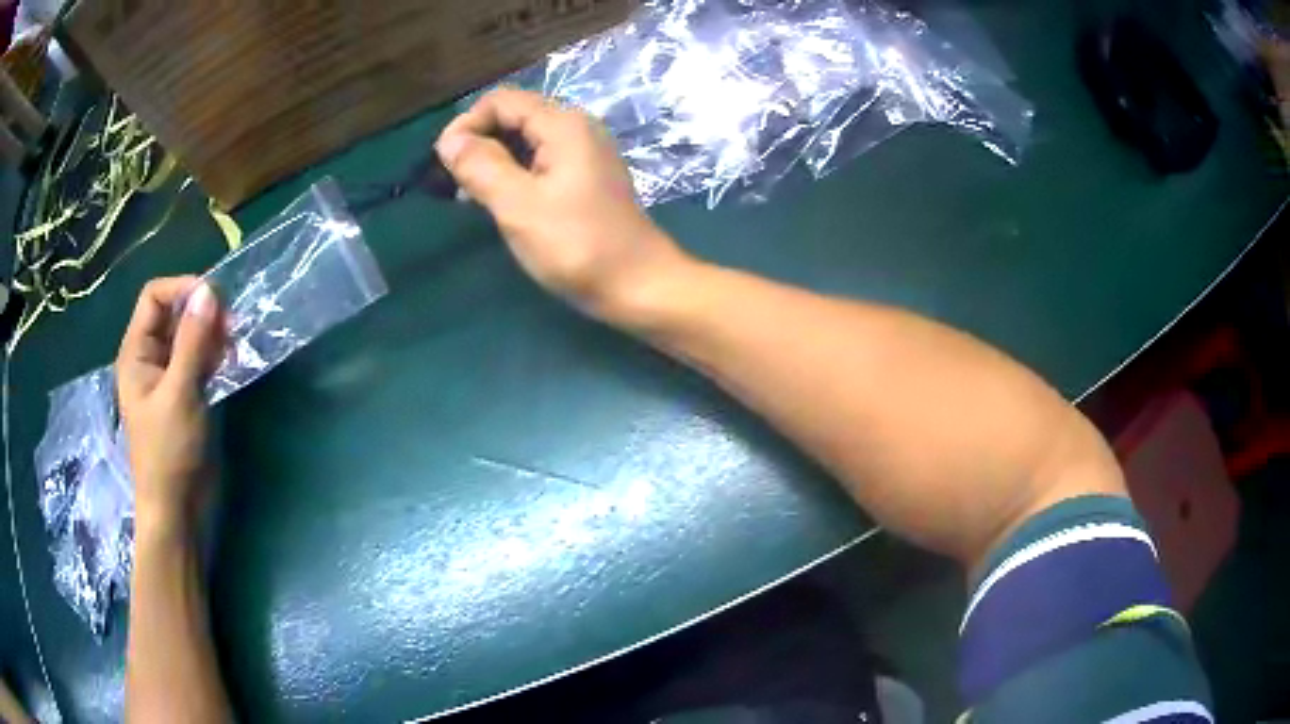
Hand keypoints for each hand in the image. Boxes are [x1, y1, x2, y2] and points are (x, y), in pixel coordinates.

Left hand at [115, 277, 225, 534]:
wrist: (178, 511)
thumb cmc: (169, 454)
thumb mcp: (179, 395)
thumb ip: (193, 342)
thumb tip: (209, 290)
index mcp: (137, 353)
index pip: (155, 297)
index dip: (182, 288)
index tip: (214, 299)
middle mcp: (150, 358)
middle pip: (174, 313)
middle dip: (201, 311)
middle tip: (232, 325)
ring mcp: (169, 377)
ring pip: (189, 336)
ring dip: (212, 332)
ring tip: (235, 343)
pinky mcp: (186, 395)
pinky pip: (199, 360)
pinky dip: (215, 354)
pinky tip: (231, 361)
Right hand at [435, 88, 695, 322]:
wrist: (639, 285)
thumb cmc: (577, 246)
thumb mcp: (518, 206)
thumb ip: (480, 166)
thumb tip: (447, 140)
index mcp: (563, 125)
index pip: (500, 101)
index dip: (466, 125)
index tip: (443, 164)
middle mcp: (575, 128)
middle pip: (513, 116)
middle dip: (477, 142)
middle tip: (453, 184)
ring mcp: (584, 153)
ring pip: (524, 140)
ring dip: (492, 160)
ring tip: (469, 196)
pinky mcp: (585, 177)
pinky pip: (539, 161)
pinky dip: (513, 173)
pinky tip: (498, 200)